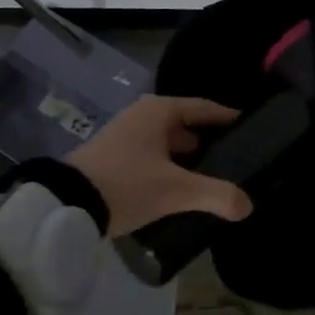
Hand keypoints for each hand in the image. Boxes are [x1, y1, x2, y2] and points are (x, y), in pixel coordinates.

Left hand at [65, 95, 254, 236]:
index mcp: (160, 110)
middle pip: (188, 124)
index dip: (229, 119)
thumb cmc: (126, 184)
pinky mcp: (114, 156)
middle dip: (211, 142)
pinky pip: (154, 155)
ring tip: (215, 177)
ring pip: (169, 142)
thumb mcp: (175, 190)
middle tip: (237, 160)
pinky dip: (170, 166)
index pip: (205, 108)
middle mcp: (144, 115)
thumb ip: (215, 195)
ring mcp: (126, 134)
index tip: (252, 130)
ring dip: (189, 158)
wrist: (63, 206)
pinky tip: (182, 187)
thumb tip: (248, 205)